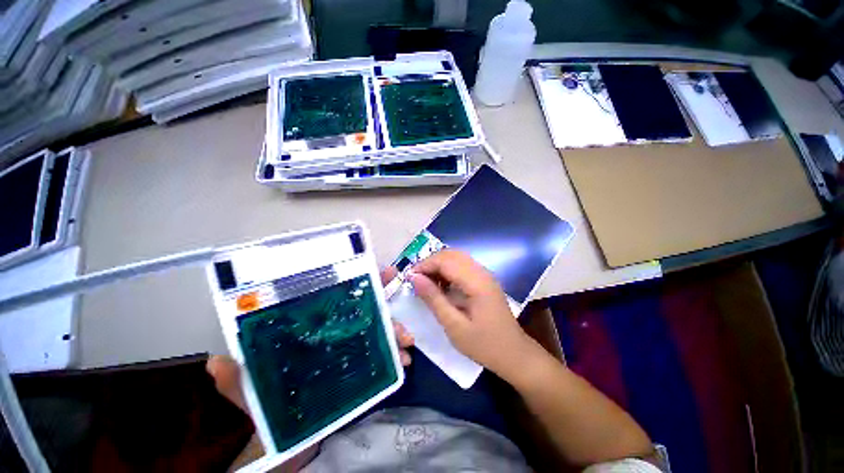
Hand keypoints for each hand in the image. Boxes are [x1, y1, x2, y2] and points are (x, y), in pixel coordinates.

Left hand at [208, 267, 414, 411]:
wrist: (291, 438)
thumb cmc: (273, 407)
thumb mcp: (253, 392)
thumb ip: (236, 379)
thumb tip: (217, 361)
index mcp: (315, 328)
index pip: (340, 296)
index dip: (360, 281)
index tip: (383, 272)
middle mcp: (338, 332)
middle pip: (367, 309)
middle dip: (386, 306)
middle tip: (398, 308)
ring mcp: (353, 348)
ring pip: (380, 330)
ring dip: (396, 332)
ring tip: (406, 342)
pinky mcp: (365, 366)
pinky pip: (386, 355)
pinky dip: (397, 354)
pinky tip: (405, 362)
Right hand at [409, 249, 540, 380]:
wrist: (514, 354)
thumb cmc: (484, 344)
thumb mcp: (454, 326)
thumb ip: (434, 299)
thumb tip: (414, 278)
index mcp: (477, 282)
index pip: (446, 261)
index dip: (425, 265)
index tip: (409, 278)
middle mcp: (482, 272)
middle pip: (451, 254)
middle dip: (430, 263)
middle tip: (416, 280)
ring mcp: (485, 275)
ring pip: (457, 258)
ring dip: (439, 265)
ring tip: (426, 282)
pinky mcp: (484, 280)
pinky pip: (462, 266)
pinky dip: (448, 270)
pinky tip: (441, 285)